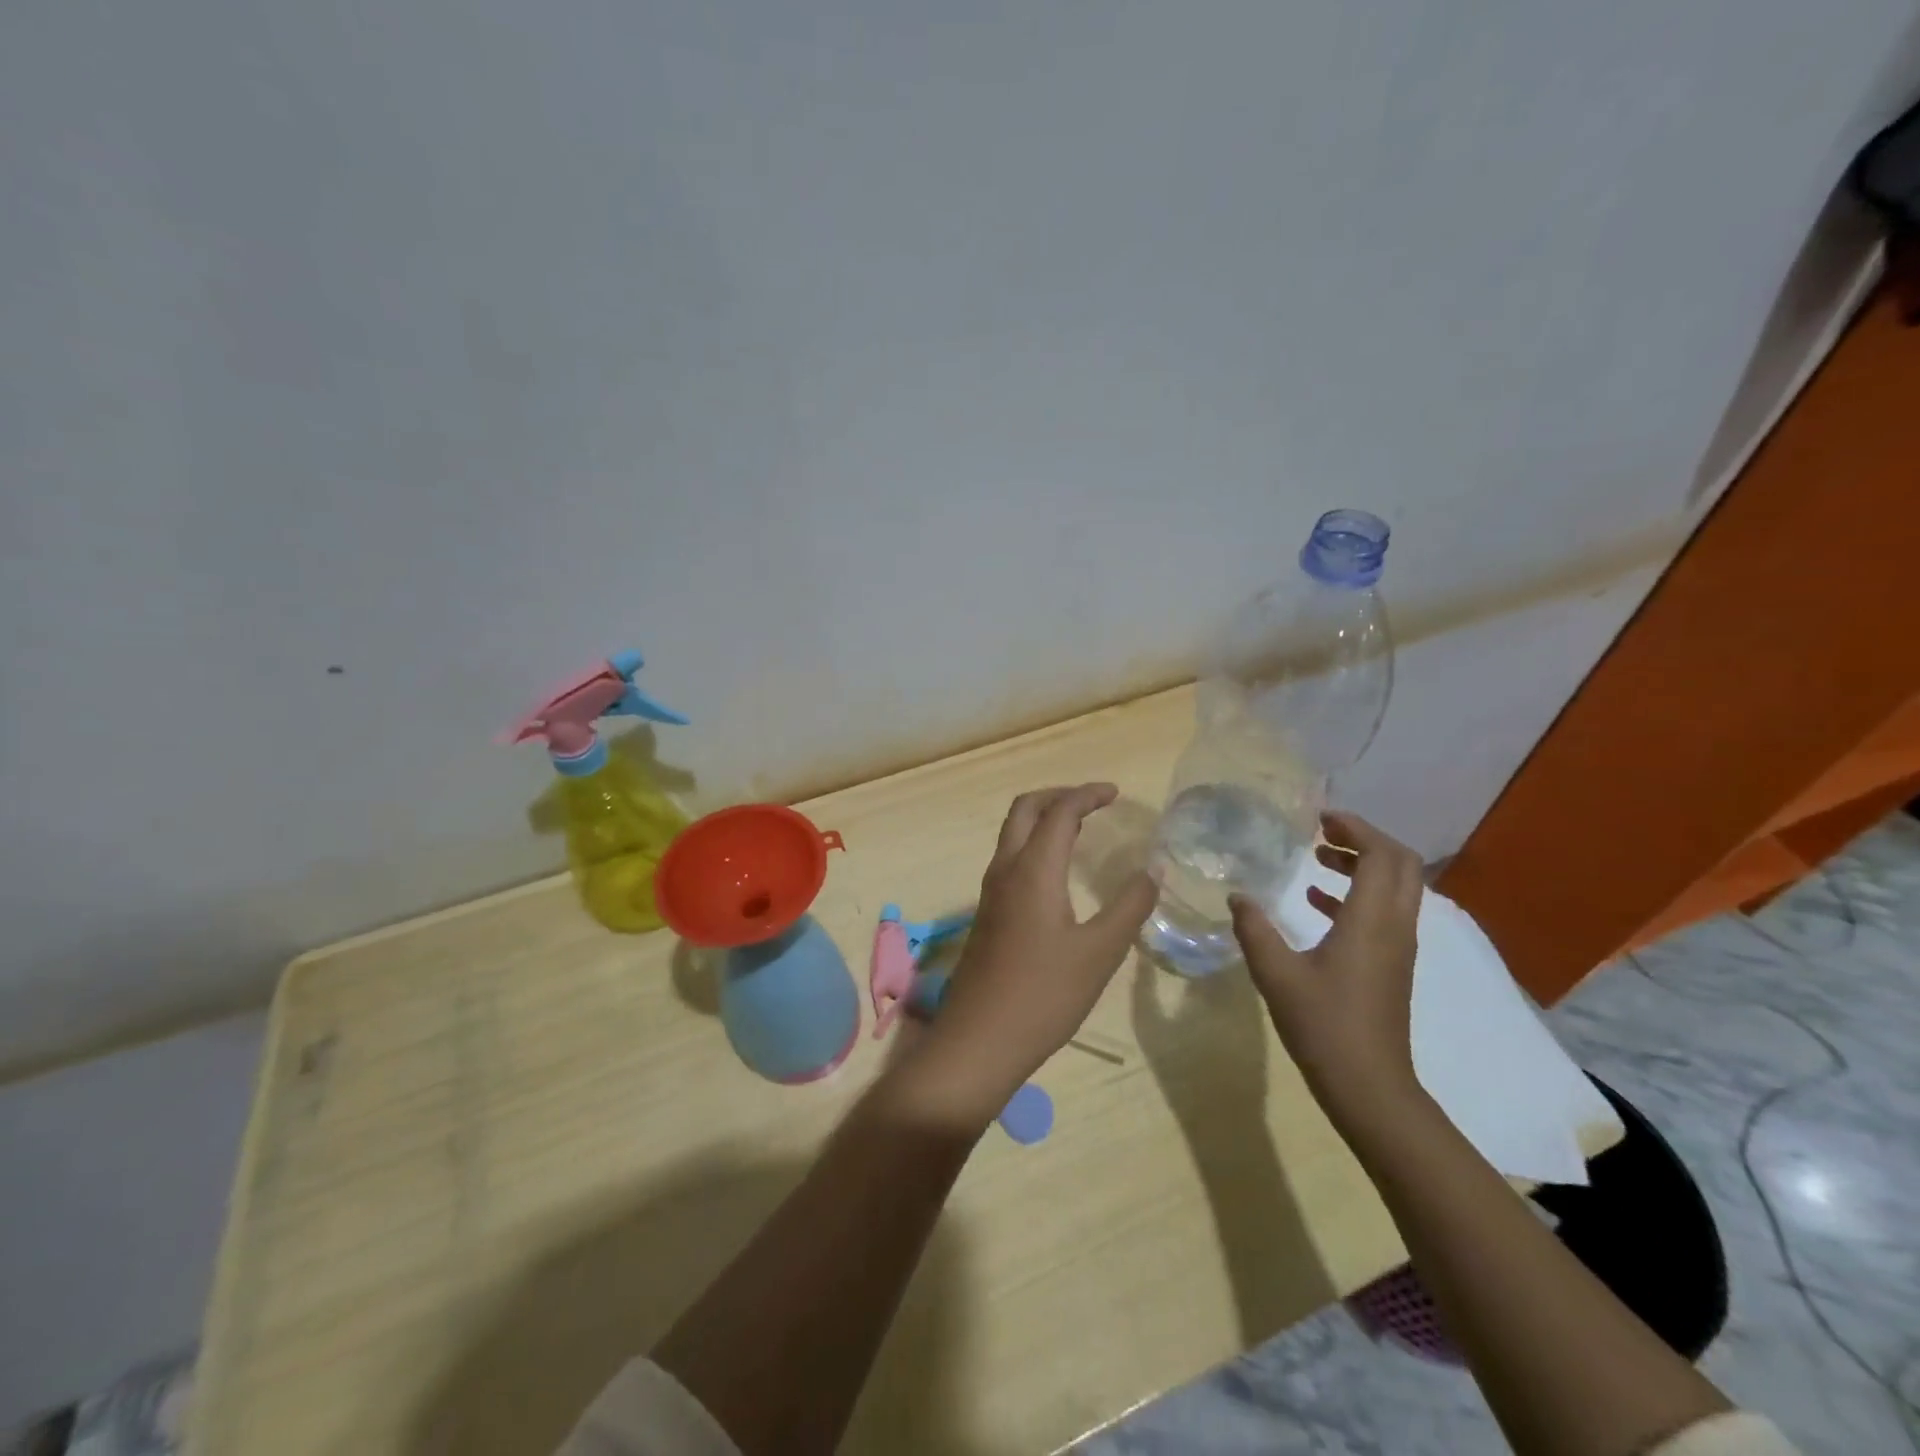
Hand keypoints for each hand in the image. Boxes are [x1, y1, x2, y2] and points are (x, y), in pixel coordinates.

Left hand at [898, 784, 1157, 1131]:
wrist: (979, 1040)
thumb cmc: (1044, 995)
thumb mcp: (1099, 953)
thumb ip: (1129, 907)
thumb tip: (1152, 871)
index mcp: (1033, 870)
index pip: (1059, 811)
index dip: (1087, 794)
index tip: (1115, 793)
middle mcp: (1005, 870)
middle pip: (1024, 809)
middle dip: (1058, 795)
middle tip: (1093, 802)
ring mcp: (990, 892)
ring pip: (1012, 833)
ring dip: (1042, 818)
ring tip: (1080, 828)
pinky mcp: (987, 913)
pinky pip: (1009, 858)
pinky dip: (1034, 844)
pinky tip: (1057, 871)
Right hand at [1229, 810, 1423, 1135]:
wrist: (1369, 1086)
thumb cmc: (1323, 1024)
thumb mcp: (1276, 973)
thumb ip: (1254, 928)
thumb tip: (1237, 895)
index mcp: (1371, 920)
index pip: (1381, 854)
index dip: (1355, 827)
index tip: (1319, 817)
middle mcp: (1394, 926)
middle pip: (1400, 864)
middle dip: (1364, 840)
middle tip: (1322, 832)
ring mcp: (1398, 947)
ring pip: (1395, 887)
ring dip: (1362, 865)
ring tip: (1316, 859)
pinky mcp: (1392, 964)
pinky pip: (1385, 911)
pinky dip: (1357, 894)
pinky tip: (1316, 903)